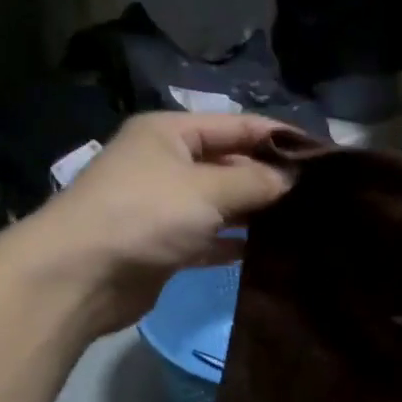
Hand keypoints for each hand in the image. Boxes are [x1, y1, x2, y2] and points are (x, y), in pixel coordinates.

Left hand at [15, 112, 291, 337]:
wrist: (79, 275)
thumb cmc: (143, 215)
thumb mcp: (205, 190)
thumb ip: (254, 182)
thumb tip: (292, 178)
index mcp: (170, 133)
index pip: (236, 126)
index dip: (278, 137)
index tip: (322, 154)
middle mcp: (166, 163)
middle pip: (229, 163)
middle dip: (269, 177)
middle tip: (318, 194)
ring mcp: (163, 206)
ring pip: (220, 203)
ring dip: (254, 212)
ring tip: (301, 221)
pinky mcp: (164, 245)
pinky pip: (209, 238)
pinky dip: (233, 243)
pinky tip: (265, 251)